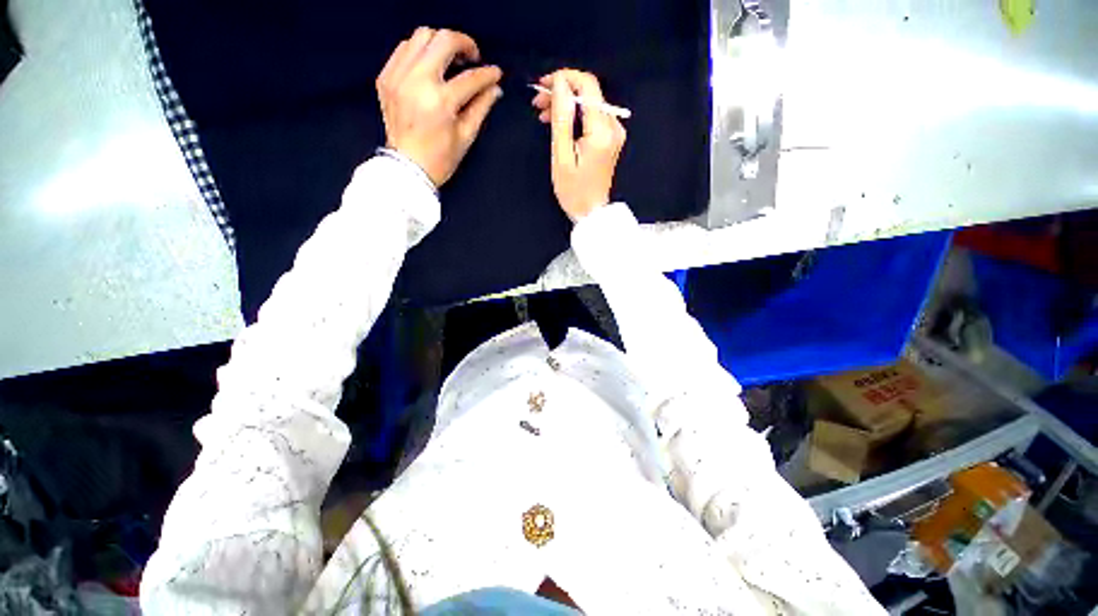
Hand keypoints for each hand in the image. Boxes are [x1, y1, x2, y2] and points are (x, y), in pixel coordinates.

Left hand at [377, 27, 502, 186]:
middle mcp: (417, 81)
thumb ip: (481, 107)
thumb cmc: (439, 159)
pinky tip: (429, 66)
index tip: (496, 73)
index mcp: (440, 101)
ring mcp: (398, 77)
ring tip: (450, 59)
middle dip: (464, 43)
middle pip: (443, 40)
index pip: (470, 77)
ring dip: (440, 43)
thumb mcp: (466, 136)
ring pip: (421, 36)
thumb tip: (495, 89)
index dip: (487, 73)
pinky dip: (419, 51)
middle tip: (472, 57)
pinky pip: (404, 49)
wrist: (407, 168)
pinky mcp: (386, 78)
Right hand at [532, 70, 625, 220]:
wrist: (591, 212)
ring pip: (589, 103)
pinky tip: (558, 122)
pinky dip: (575, 115)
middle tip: (538, 101)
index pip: (587, 85)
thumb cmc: (574, 191)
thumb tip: (559, 84)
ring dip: (566, 103)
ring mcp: (614, 132)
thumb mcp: (562, 156)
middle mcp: (613, 126)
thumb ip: (561, 118)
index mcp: (602, 130)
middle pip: (589, 92)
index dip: (565, 78)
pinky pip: (592, 116)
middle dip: (562, 91)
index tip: (543, 85)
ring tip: (543, 112)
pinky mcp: (611, 138)